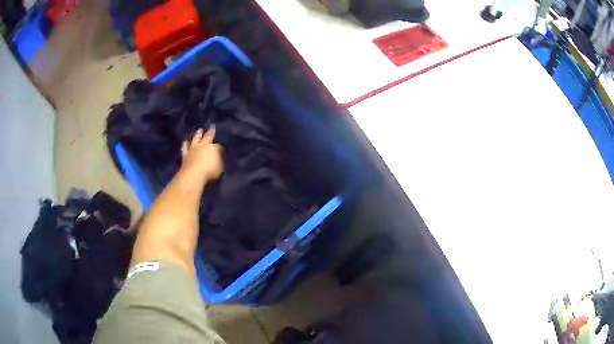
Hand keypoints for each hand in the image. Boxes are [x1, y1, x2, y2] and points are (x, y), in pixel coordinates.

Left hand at [180, 128, 222, 182]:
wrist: (193, 174)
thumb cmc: (210, 172)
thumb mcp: (219, 168)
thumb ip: (218, 161)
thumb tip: (218, 157)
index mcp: (213, 148)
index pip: (218, 145)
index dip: (219, 146)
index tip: (220, 145)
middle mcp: (203, 145)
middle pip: (207, 137)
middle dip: (210, 132)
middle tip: (211, 128)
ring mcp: (193, 149)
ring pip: (196, 139)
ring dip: (198, 134)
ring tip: (199, 130)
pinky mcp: (185, 154)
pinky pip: (185, 147)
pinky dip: (185, 144)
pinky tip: (185, 142)